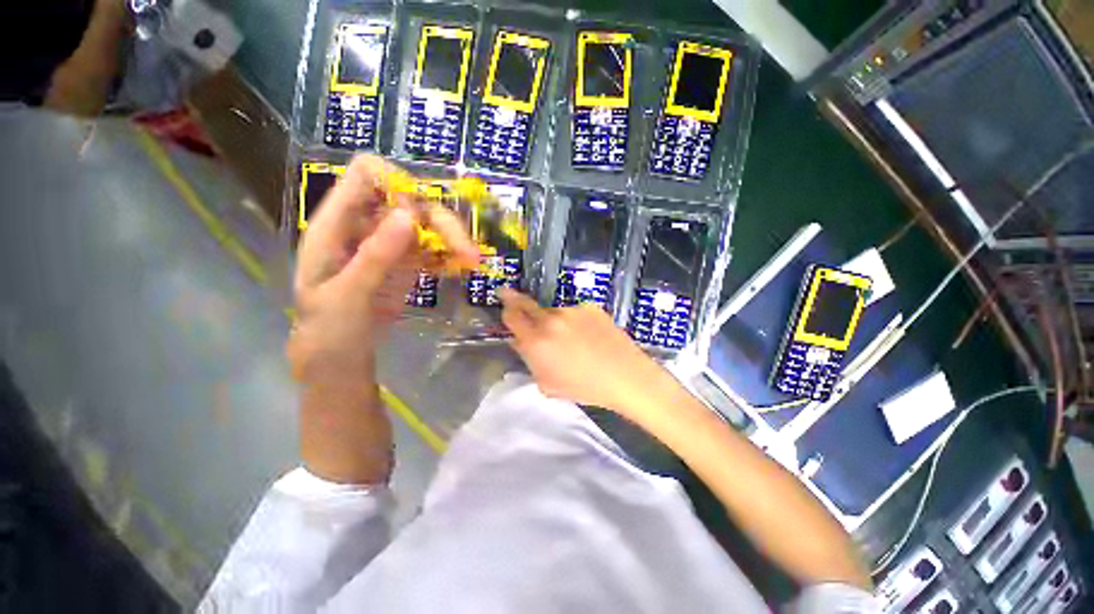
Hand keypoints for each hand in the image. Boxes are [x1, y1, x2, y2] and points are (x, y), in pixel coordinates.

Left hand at [288, 155, 476, 387]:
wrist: (339, 358)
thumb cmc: (328, 330)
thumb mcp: (346, 296)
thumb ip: (375, 256)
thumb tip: (410, 214)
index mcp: (338, 222)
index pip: (368, 174)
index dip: (398, 183)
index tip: (422, 215)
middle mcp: (368, 224)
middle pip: (411, 201)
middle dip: (442, 221)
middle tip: (468, 252)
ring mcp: (392, 242)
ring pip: (429, 223)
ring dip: (454, 238)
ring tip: (472, 262)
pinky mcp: (409, 261)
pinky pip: (435, 247)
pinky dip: (451, 255)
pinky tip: (463, 268)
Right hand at [499, 289, 677, 419]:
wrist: (625, 376)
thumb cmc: (584, 387)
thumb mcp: (548, 382)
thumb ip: (529, 359)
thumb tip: (519, 341)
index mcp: (537, 341)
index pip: (512, 316)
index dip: (506, 309)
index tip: (504, 302)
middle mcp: (551, 320)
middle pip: (526, 303)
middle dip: (516, 300)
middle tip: (511, 295)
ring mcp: (572, 310)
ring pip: (553, 312)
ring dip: (553, 320)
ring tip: (571, 338)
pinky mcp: (590, 307)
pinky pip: (574, 312)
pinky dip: (575, 321)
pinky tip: (588, 335)